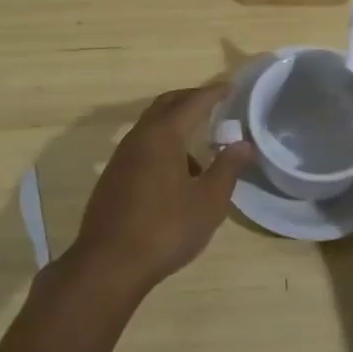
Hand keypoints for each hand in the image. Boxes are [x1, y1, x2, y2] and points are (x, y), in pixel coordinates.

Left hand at [62, 84, 254, 296]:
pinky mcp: (113, 178)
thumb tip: (243, 144)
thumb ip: (227, 168)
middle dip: (190, 100)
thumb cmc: (166, 228)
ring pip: (151, 127)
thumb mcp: (208, 201)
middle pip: (165, 106)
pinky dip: (162, 146)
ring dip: (175, 126)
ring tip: (200, 148)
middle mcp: (138, 138)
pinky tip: (177, 176)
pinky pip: (142, 148)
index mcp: (163, 135)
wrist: (109, 264)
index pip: (192, 102)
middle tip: (213, 104)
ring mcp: (121, 158)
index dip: (213, 93)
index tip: (230, 87)